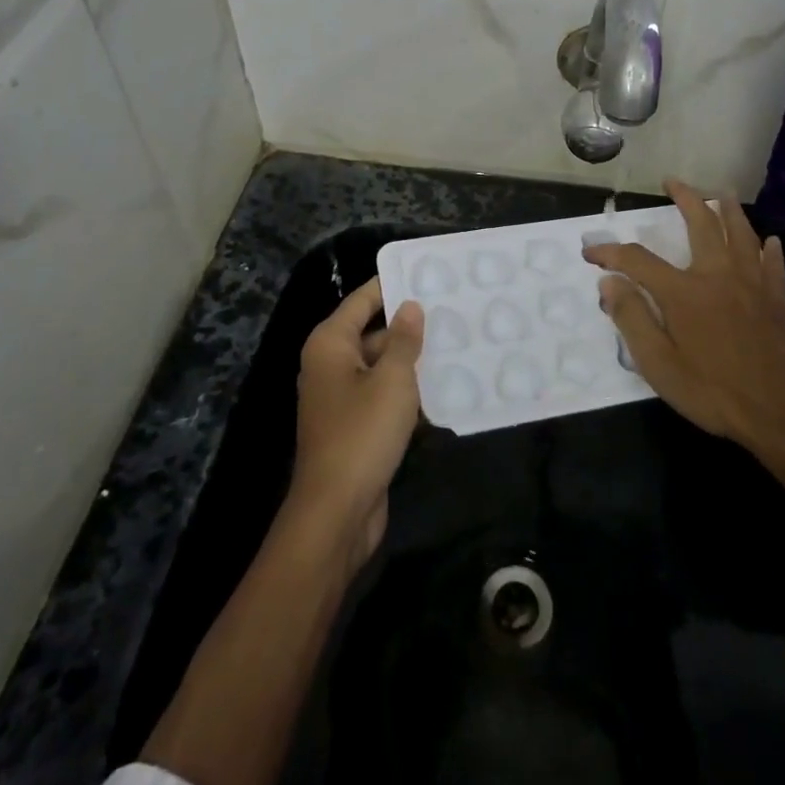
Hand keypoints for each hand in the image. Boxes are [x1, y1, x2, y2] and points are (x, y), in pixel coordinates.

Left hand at [288, 278, 423, 568]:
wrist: (337, 511)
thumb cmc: (362, 433)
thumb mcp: (392, 380)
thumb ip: (403, 340)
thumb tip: (409, 306)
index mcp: (330, 344)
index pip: (362, 300)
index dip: (391, 285)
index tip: (425, 273)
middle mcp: (329, 365)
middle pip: (371, 332)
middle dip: (407, 325)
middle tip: (451, 311)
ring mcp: (340, 398)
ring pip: (380, 366)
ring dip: (410, 360)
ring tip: (455, 344)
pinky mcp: (353, 426)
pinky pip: (382, 396)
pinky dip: (406, 391)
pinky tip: (441, 388)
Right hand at [583, 181, 784, 462]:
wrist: (782, 415)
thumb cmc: (714, 392)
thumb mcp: (660, 365)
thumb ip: (633, 319)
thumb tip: (609, 283)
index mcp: (685, 292)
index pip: (637, 260)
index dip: (610, 253)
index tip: (590, 253)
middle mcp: (718, 276)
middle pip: (701, 224)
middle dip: (685, 198)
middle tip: (673, 181)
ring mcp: (752, 285)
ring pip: (741, 234)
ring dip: (729, 210)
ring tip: (721, 193)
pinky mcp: (776, 300)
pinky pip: (772, 264)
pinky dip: (768, 249)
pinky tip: (769, 241)